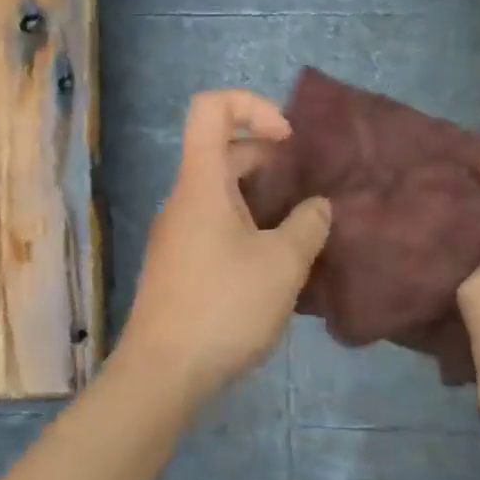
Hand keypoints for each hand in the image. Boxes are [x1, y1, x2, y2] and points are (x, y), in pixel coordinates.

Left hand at [119, 91, 331, 402]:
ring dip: (262, 201)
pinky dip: (246, 228)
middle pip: (222, 153)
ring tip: (301, 232)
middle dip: (269, 161)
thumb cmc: (223, 307)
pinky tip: (274, 266)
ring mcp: (176, 234)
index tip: (287, 142)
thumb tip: (317, 208)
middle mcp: (183, 200)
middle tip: (307, 194)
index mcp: (201, 183)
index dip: (252, 107)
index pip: (210, 108)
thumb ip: (308, 226)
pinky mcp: (178, 265)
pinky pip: (214, 227)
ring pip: (221, 194)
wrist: (163, 372)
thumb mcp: (282, 265)